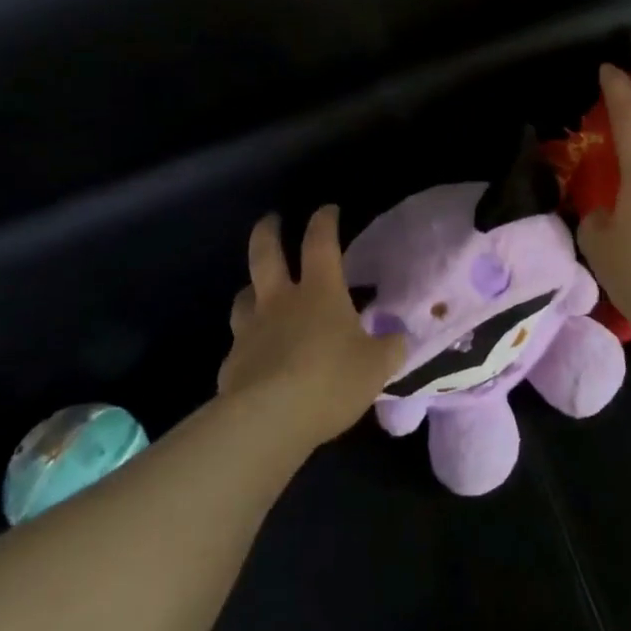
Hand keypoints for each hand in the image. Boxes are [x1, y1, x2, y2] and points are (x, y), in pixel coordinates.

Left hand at [218, 206, 407, 447]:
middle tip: (271, 219)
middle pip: (265, 254)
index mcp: (319, 292)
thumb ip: (388, 349)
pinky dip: (247, 344)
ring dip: (250, 289)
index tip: (327, 209)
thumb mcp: (375, 367)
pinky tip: (255, 358)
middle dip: (268, 232)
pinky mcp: (231, 363)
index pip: (321, 242)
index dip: (324, 221)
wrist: (268, 420)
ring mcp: (250, 330)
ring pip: (243, 296)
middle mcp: (280, 301)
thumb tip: (398, 338)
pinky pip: (239, 345)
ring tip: (255, 291)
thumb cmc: (330, 380)